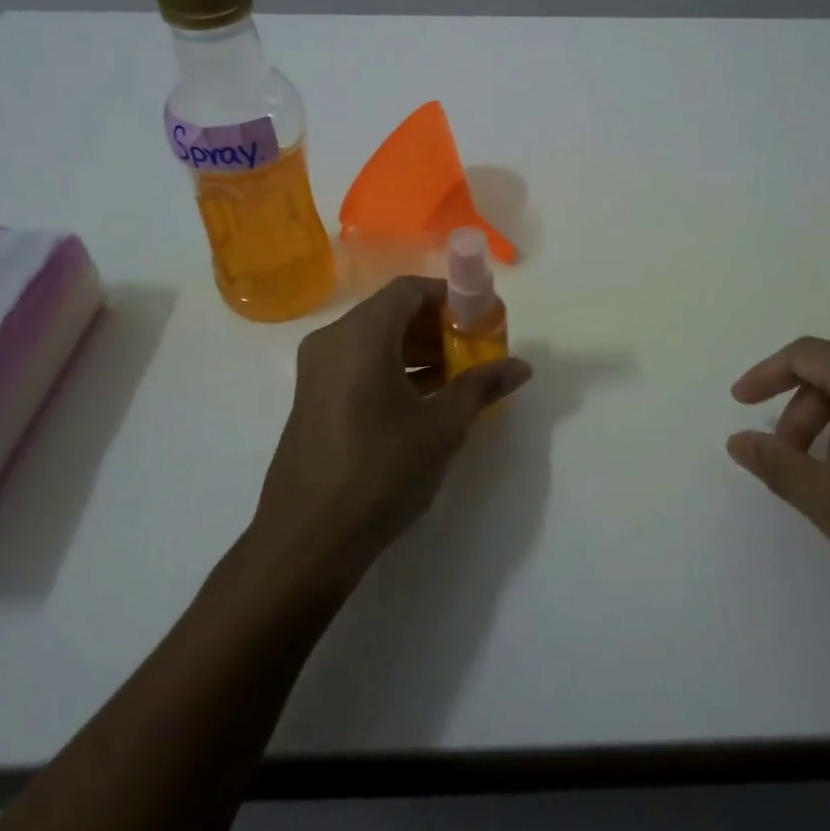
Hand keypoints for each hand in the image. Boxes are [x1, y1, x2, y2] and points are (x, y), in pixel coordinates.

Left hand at [254, 276, 531, 585]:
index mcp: (361, 335)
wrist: (307, 540)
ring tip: (457, 379)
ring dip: (417, 351)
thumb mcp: (442, 427)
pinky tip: (423, 402)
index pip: (410, 290)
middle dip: (438, 327)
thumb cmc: (381, 471)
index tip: (482, 321)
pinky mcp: (312, 399)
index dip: (450, 298)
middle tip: (475, 352)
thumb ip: (481, 386)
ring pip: (375, 340)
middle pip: (392, 313)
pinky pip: (358, 365)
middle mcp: (332, 341)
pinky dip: (393, 370)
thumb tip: (521, 366)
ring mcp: (316, 371)